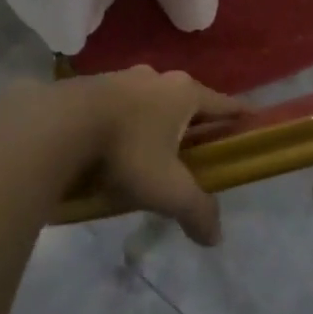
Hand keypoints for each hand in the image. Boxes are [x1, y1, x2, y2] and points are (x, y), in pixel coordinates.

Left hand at [55, 67, 245, 246]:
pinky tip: (116, 144)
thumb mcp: (167, 188)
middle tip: (199, 147)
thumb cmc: (126, 150)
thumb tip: (216, 237)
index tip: (252, 122)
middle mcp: (158, 77)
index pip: (224, 103)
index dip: (240, 115)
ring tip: (154, 149)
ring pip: (152, 100)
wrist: (60, 124)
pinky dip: (127, 122)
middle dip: (195, 122)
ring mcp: (123, 77)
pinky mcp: (94, 85)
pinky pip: (121, 104)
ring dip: (157, 120)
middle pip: (187, 100)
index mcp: (184, 93)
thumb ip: (196, 210)